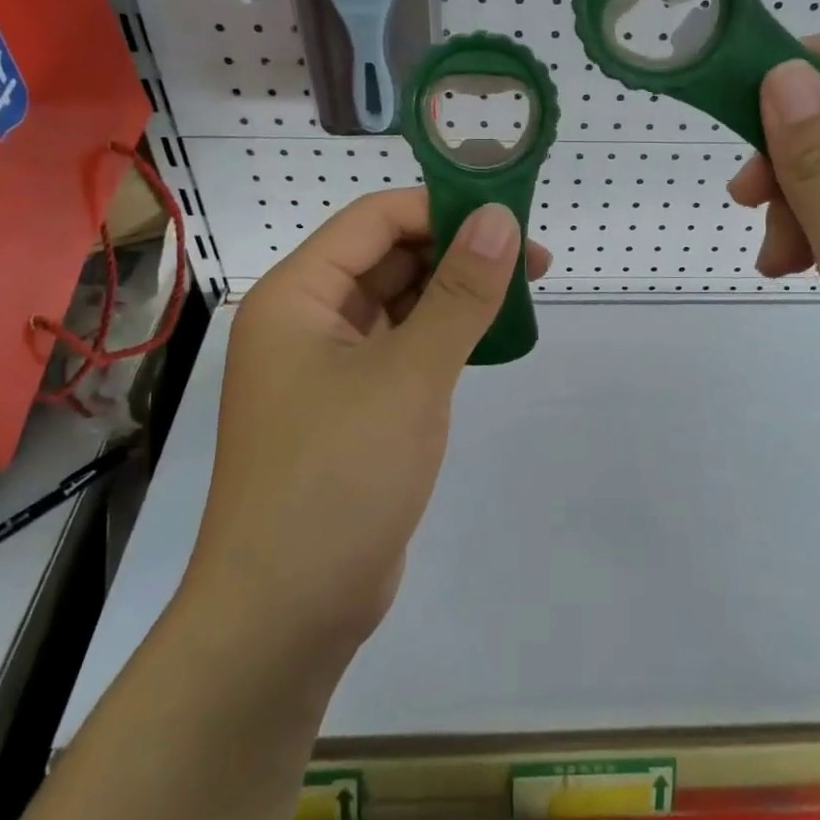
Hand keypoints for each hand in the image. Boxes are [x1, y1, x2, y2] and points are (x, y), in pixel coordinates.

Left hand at [187, 190, 550, 654]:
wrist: (288, 612)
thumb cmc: (339, 478)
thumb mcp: (410, 376)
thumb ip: (460, 294)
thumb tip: (499, 218)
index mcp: (296, 296)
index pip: (374, 220)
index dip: (441, 207)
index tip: (510, 215)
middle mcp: (305, 322)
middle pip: (387, 259)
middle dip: (456, 252)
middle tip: (532, 260)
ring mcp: (326, 369)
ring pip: (397, 305)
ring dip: (454, 295)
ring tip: (521, 294)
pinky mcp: (351, 409)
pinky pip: (401, 350)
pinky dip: (443, 338)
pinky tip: (487, 339)